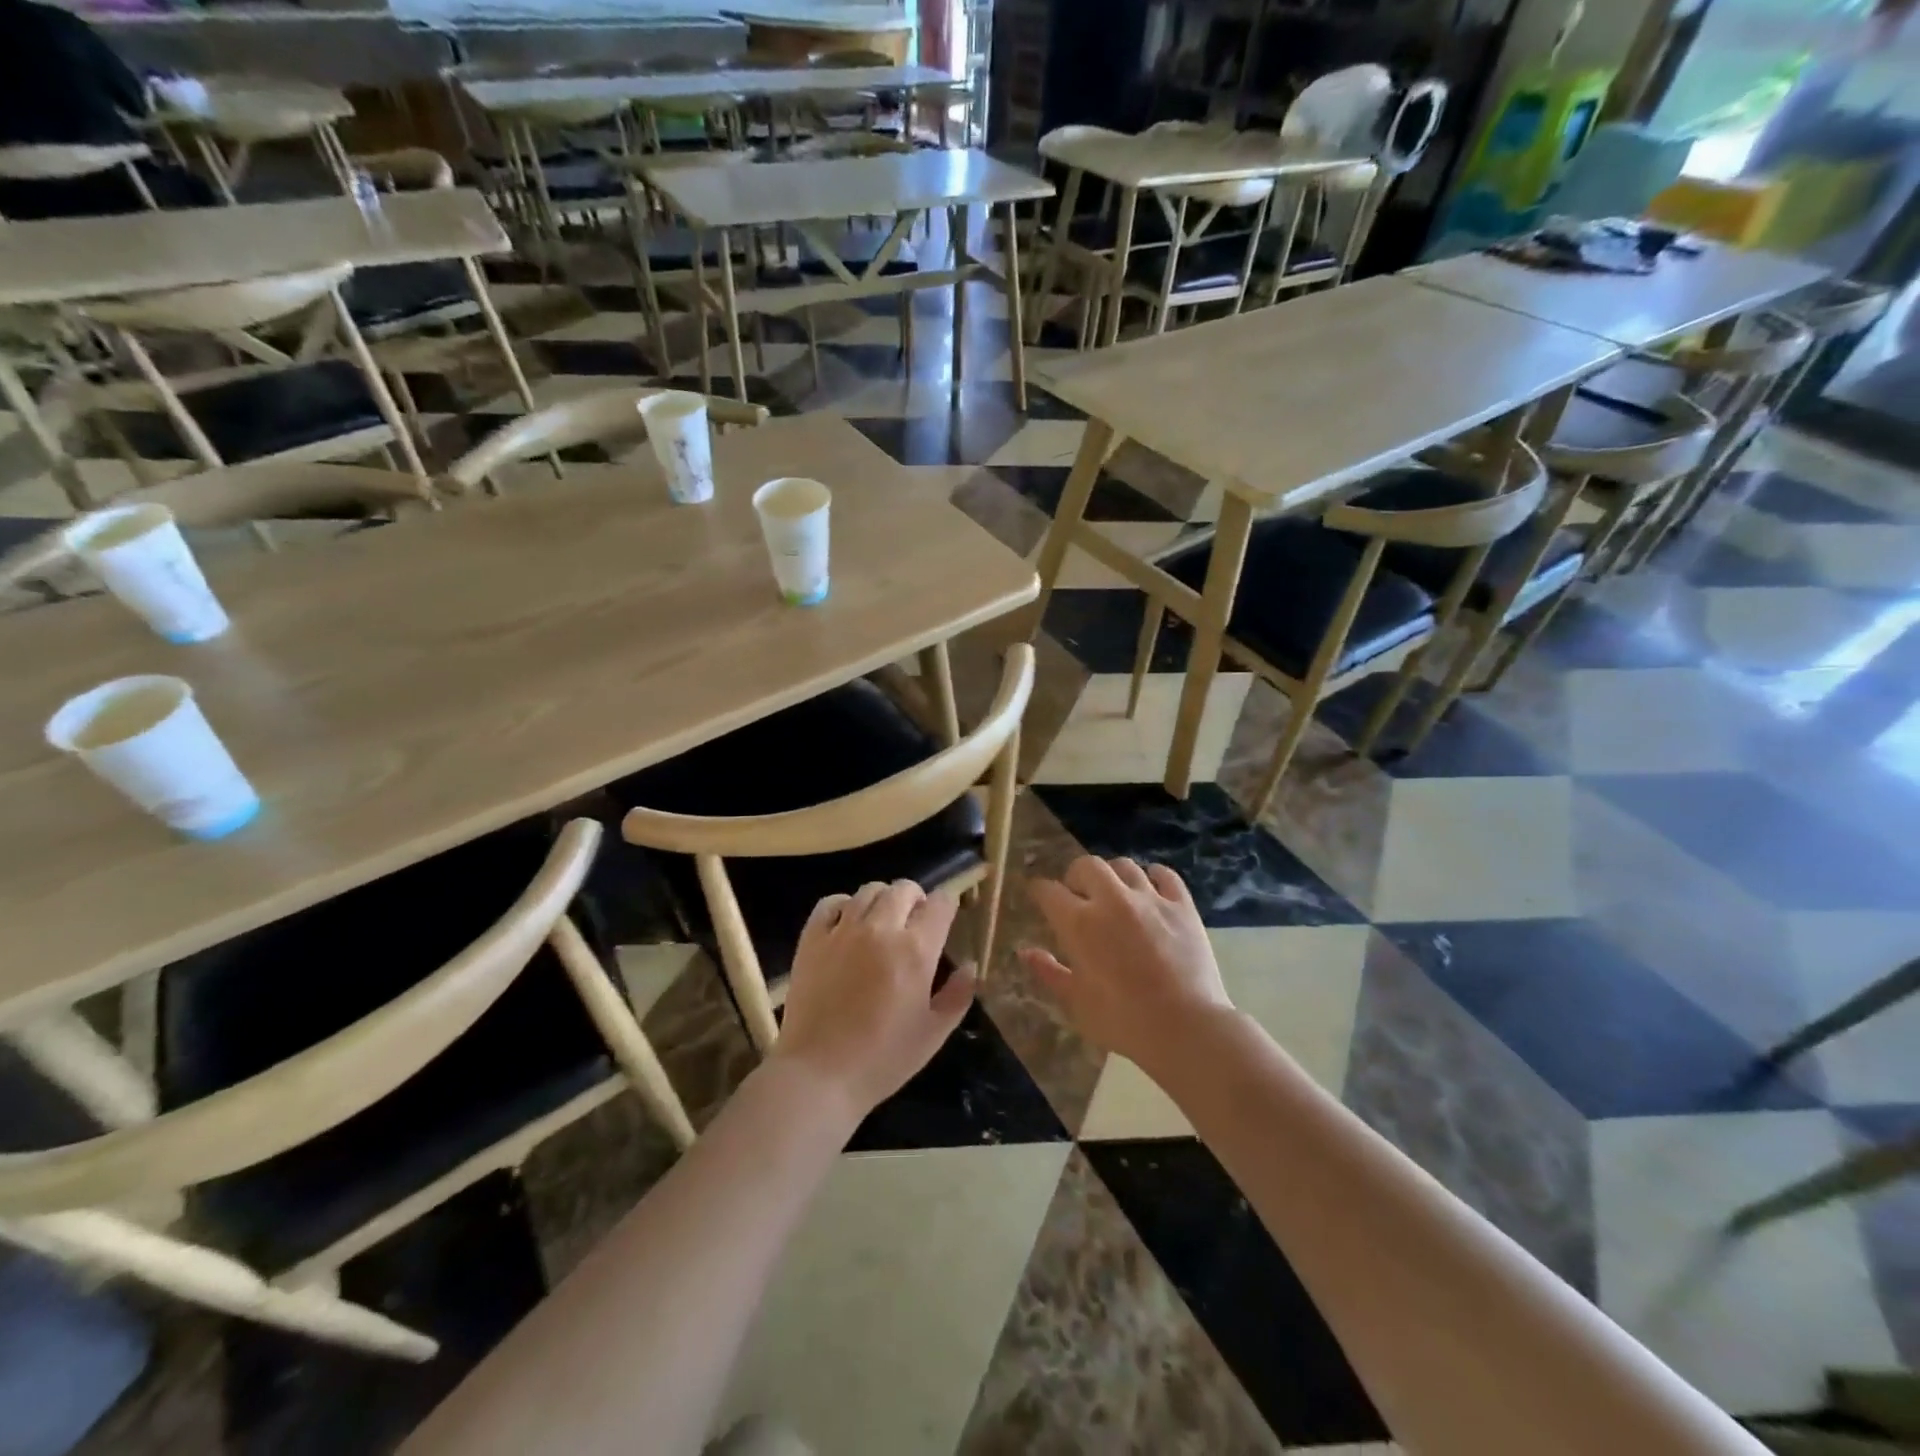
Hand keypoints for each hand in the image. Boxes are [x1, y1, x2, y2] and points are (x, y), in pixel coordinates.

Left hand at [774, 880, 974, 1118]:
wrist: (819, 1074)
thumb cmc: (883, 1059)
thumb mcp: (934, 1033)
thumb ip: (958, 995)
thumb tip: (971, 966)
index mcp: (916, 950)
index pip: (940, 903)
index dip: (947, 906)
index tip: (945, 921)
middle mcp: (881, 928)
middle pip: (904, 888)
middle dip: (916, 899)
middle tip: (914, 924)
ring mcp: (843, 930)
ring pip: (870, 890)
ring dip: (883, 900)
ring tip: (882, 923)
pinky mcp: (812, 938)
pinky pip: (831, 902)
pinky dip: (844, 905)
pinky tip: (848, 924)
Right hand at [1021, 856, 1232, 1074]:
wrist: (1186, 1028)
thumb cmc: (1122, 1020)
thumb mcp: (1076, 1002)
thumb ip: (1049, 972)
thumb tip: (1025, 952)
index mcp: (1080, 923)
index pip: (1049, 891)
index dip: (1039, 891)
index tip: (1038, 895)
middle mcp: (1112, 900)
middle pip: (1087, 865)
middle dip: (1076, 875)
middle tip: (1077, 894)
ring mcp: (1151, 899)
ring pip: (1125, 866)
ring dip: (1113, 875)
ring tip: (1114, 892)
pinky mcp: (1182, 906)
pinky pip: (1166, 875)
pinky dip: (1154, 876)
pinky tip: (1151, 888)